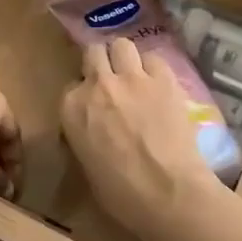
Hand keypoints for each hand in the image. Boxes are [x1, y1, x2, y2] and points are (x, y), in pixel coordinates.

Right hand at [60, 39, 218, 240]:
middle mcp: (98, 85)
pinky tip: (158, 84)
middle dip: (101, 64)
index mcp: (72, 109)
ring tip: (134, 76)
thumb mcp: (87, 166)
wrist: (169, 194)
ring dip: (125, 58)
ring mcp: (132, 78)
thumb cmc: (123, 195)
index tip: (93, 107)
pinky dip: (153, 68)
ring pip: (122, 45)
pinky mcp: (163, 79)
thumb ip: (84, 135)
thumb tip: (94, 129)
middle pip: (93, 53)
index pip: (71, 86)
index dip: (84, 94)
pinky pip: (153, 58)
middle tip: (112, 82)